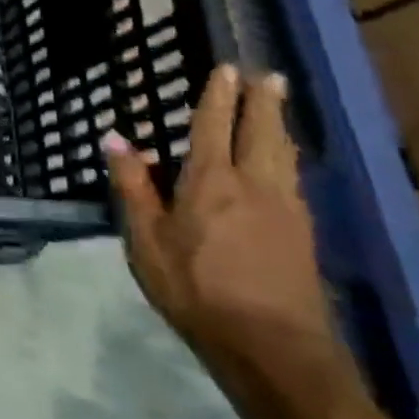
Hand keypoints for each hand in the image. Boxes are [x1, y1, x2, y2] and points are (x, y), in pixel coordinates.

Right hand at [105, 65, 341, 373]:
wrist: (273, 349)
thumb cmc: (196, 289)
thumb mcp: (146, 239)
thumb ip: (132, 186)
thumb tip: (115, 138)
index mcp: (211, 181)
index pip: (214, 127)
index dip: (218, 97)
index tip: (225, 70)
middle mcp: (255, 185)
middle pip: (262, 132)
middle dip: (262, 101)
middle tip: (266, 75)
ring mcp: (286, 210)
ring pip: (284, 154)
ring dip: (280, 124)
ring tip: (279, 106)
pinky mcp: (303, 235)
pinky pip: (294, 178)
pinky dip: (288, 156)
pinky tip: (286, 163)